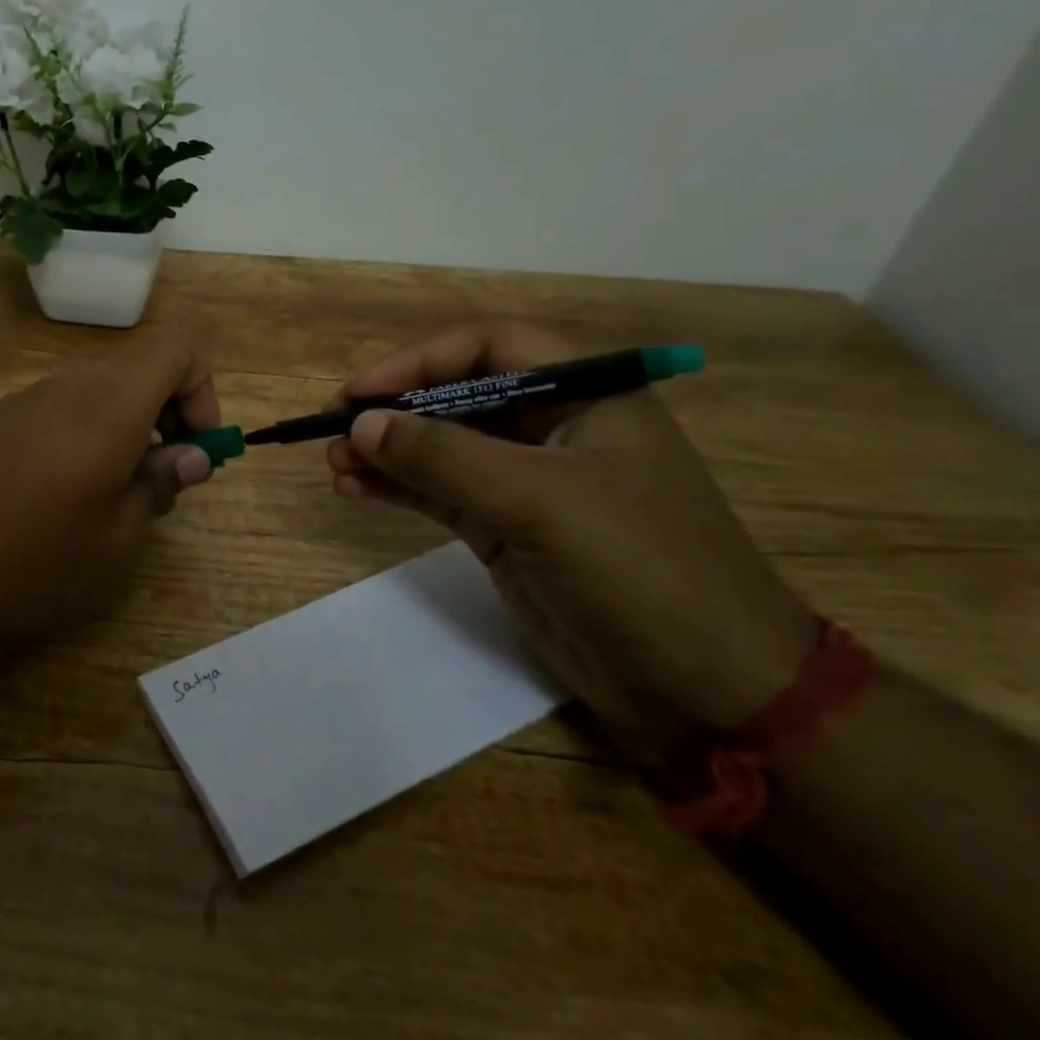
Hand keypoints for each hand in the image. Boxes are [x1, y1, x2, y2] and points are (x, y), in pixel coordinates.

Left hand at [0, 335, 220, 664]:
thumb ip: (158, 486)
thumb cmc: (27, 567)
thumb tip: (187, 455)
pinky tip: (51, 505)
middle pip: (134, 372)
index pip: (174, 349)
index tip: (196, 449)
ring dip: (120, 434)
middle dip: (164, 418)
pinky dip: (76, 442)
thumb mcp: (116, 543)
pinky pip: (50, 415)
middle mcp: (62, 389)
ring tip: (106, 504)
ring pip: (92, 395)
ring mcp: (16, 403)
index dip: (201, 390)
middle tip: (158, 486)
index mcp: (107, 407)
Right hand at [327, 322, 815, 750]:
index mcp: (587, 397)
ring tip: (334, 464)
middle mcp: (555, 430)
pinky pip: (440, 494)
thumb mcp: (537, 500)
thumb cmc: (639, 569)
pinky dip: (398, 489)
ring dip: (387, 451)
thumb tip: (362, 424)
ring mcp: (528, 484)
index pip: (492, 349)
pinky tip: (355, 490)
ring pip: (442, 448)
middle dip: (395, 411)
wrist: (706, 690)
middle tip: (333, 430)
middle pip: (459, 397)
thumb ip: (444, 457)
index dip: (421, 361)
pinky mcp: (507, 531)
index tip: (363, 392)